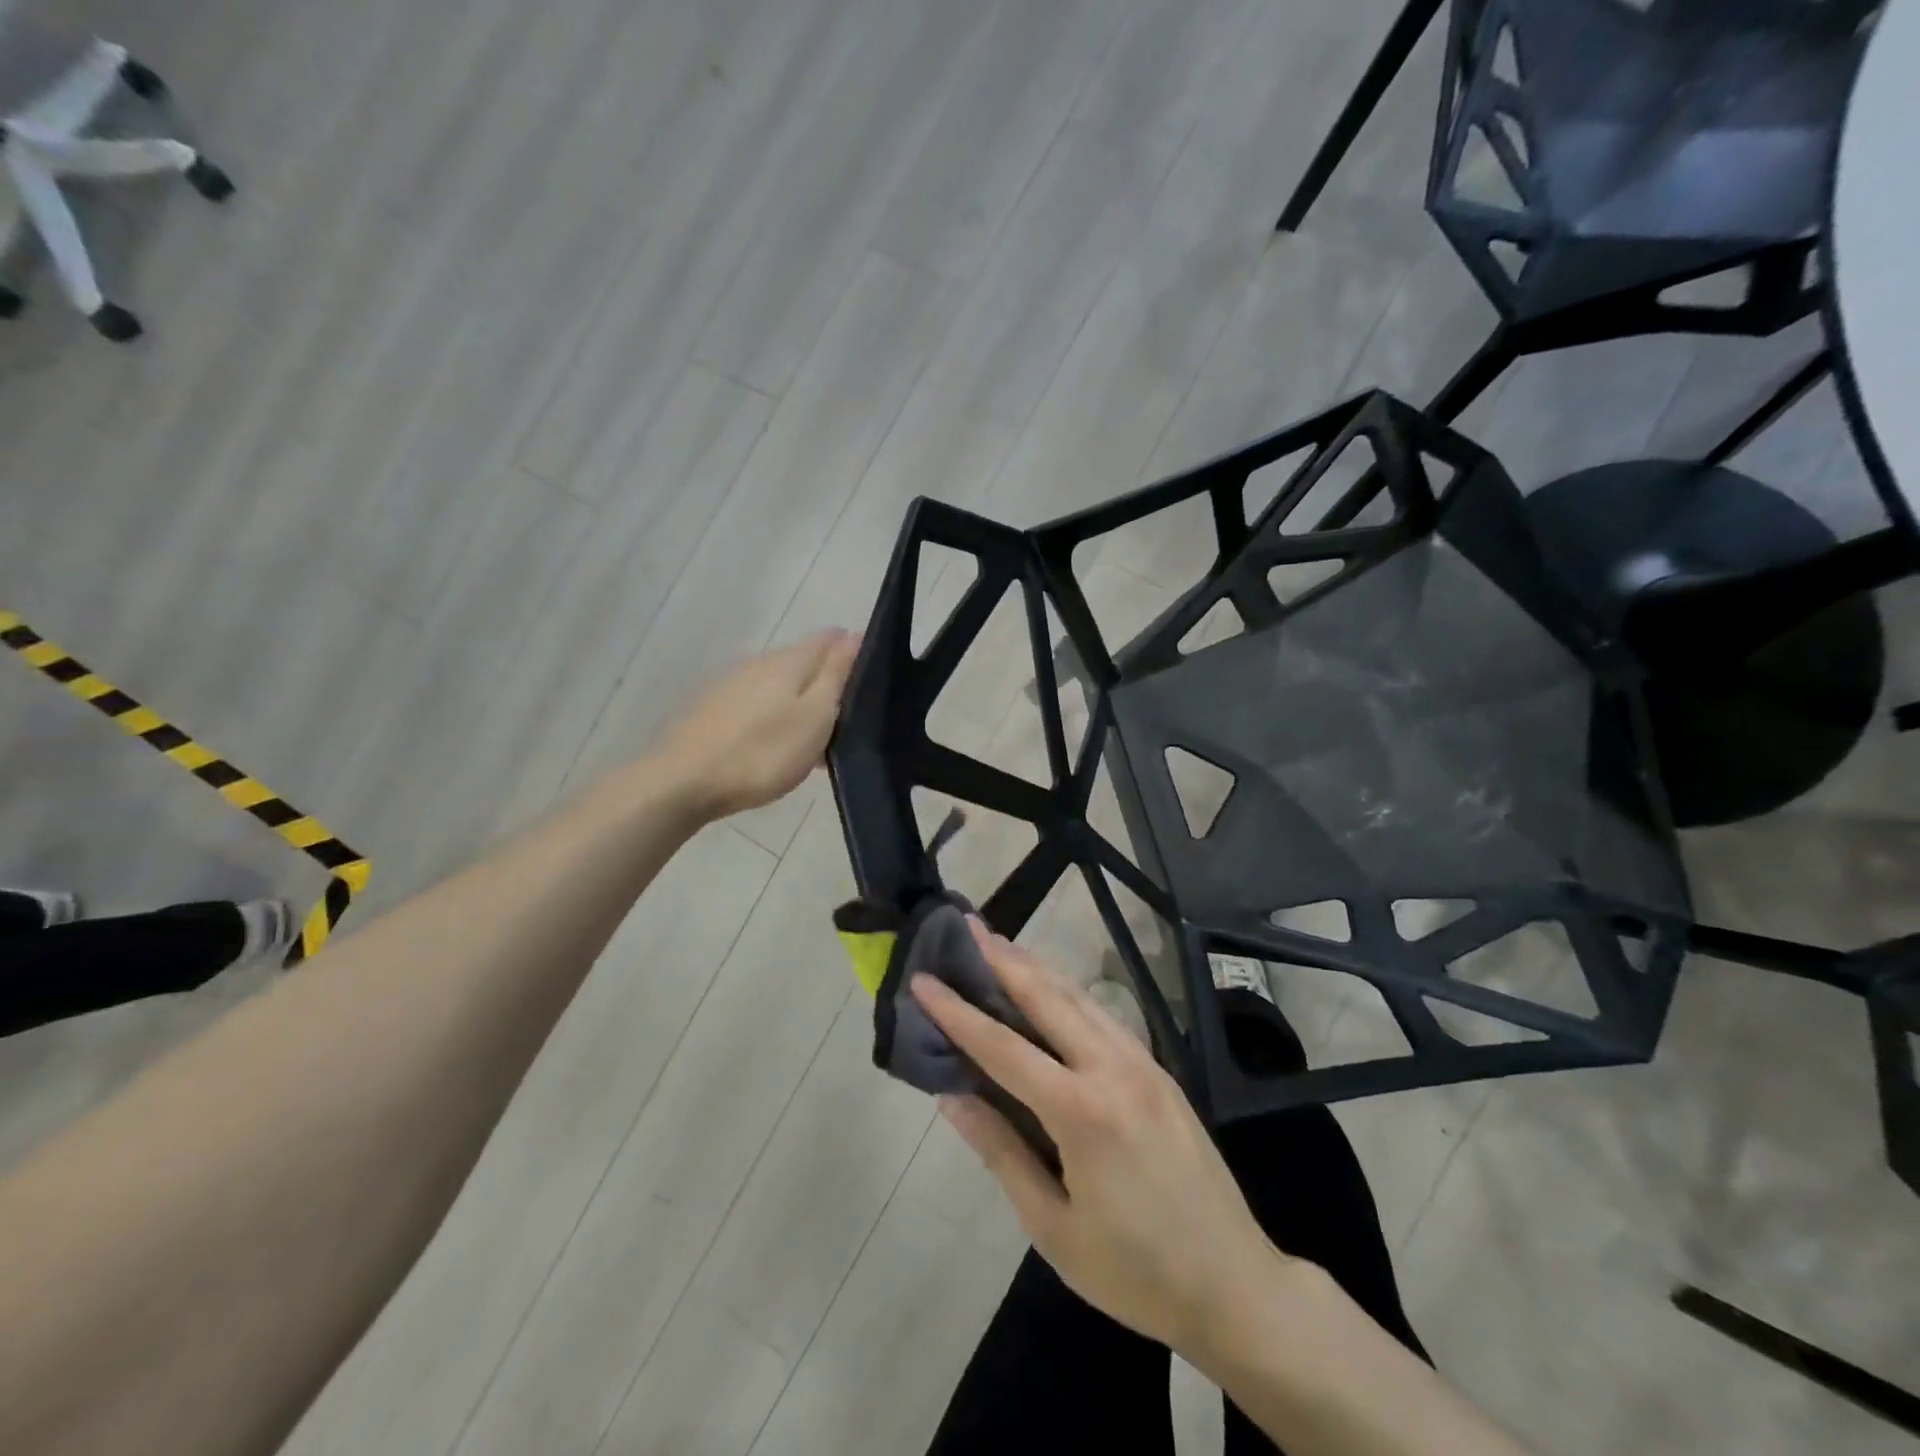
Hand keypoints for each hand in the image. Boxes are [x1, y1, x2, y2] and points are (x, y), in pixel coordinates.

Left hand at [658, 630, 860, 818]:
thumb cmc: (762, 754)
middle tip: (847, 720)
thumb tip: (854, 635)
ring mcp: (732, 684)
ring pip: (779, 683)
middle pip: (803, 660)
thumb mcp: (814, 717)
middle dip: (827, 680)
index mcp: (789, 661)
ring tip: (814, 739)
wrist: (683, 783)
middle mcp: (759, 662)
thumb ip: (835, 675)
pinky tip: (776, 744)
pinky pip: (758, 702)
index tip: (870, 680)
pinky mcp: (713, 708)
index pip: (830, 638)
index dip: (854, 651)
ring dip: (800, 701)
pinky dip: (775, 716)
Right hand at [912, 926, 1293, 1356]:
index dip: (957, 1012)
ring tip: (1000, 943)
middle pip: (1046, 997)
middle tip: (966, 927)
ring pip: (1079, 997)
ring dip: (1036, 967)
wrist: (1235, 1284)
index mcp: (1082, 1112)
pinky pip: (1104, 1016)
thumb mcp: (1054, 1227)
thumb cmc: (1135, 1271)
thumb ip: (1001, 1152)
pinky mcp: (1159, 1070)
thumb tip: (952, 1096)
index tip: (923, 979)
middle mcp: (1113, 1069)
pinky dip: (1068, 992)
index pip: (1003, 1047)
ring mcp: (1142, 1063)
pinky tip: (1051, 987)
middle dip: (1002, 960)